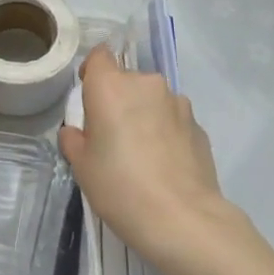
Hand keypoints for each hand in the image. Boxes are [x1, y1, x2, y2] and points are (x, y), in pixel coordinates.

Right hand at [59, 46, 226, 268]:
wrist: (182, 218)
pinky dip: (167, 133)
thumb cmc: (120, 187)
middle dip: (120, 101)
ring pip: (153, 100)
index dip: (92, 73)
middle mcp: (146, 84)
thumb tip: (77, 132)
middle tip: (114, 137)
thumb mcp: (82, 167)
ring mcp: (178, 102)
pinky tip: (166, 166)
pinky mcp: (199, 125)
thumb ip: (74, 140)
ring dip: (146, 116)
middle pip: (127, 80)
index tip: (90, 100)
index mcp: (111, 86)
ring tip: (144, 155)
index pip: (99, 56)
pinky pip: (174, 120)